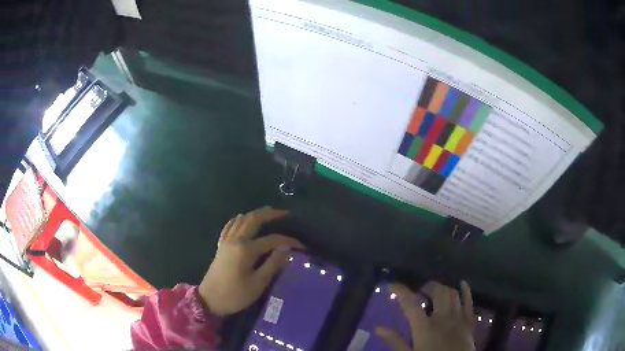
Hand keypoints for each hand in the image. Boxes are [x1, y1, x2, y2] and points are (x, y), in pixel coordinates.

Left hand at [198, 206, 303, 316]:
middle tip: (284, 213)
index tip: (301, 246)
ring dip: (255, 214)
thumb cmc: (236, 295)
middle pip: (253, 220)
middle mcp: (236, 240)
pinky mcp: (221, 247)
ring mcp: (226, 242)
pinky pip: (229, 227)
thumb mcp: (258, 283)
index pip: (272, 240)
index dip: (288, 241)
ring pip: (240, 220)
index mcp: (246, 250)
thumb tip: (286, 249)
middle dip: (270, 214)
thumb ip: (272, 264)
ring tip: (267, 212)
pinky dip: (237, 220)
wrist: (209, 300)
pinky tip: (241, 218)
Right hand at [376, 281, 474, 350]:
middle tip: (421, 292)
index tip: (392, 286)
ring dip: (443, 289)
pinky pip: (469, 301)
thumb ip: (395, 341)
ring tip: (436, 293)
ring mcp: (458, 318)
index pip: (411, 304)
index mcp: (425, 328)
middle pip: (438, 292)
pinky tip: (462, 284)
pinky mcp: (469, 321)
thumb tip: (378, 328)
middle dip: (428, 287)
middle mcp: (442, 318)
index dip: (401, 291)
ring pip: (453, 294)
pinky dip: (466, 291)